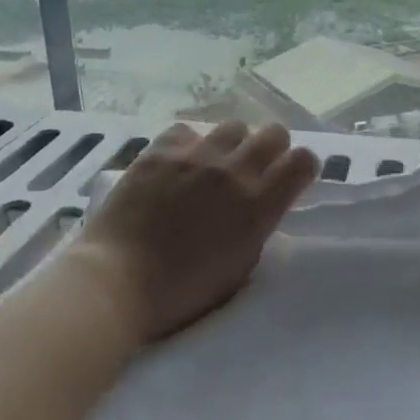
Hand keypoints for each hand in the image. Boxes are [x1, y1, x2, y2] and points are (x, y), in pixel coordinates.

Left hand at [68, 121, 319, 344]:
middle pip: (273, 133)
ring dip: (231, 144)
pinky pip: (186, 131)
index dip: (301, 167)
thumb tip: (260, 204)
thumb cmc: (180, 292)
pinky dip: (188, 144)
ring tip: (214, 164)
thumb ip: (256, 227)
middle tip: (256, 168)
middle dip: (272, 148)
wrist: (117, 281)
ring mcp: (195, 156)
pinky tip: (178, 163)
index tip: (291, 177)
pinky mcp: (160, 151)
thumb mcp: (238, 267)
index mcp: (258, 208)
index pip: (302, 162)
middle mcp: (233, 173)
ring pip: (232, 127)